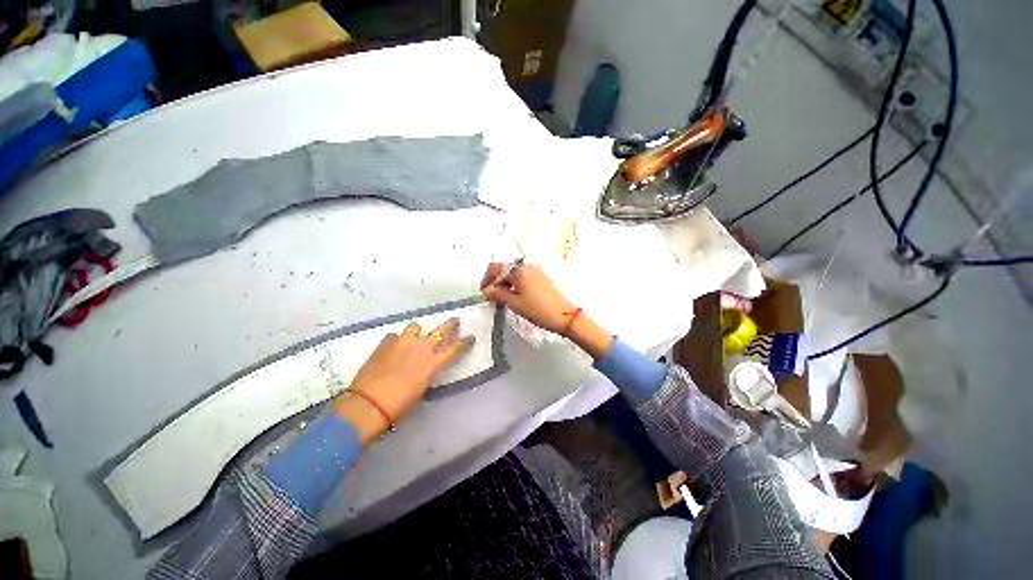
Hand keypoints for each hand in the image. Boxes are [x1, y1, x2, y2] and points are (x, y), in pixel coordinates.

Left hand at [331, 318, 473, 443]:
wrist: (369, 404)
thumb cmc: (400, 405)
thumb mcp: (422, 389)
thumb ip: (428, 372)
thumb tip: (427, 367)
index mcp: (433, 363)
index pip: (455, 348)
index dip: (465, 342)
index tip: (471, 337)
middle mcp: (421, 348)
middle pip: (441, 330)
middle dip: (450, 325)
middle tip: (455, 321)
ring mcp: (402, 342)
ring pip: (416, 327)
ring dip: (419, 330)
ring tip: (417, 333)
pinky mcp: (385, 343)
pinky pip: (395, 336)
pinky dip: (397, 339)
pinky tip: (395, 345)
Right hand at [479, 262, 576, 333]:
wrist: (565, 316)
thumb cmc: (538, 310)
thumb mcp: (514, 303)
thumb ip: (498, 294)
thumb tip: (487, 290)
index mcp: (519, 270)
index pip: (496, 268)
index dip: (487, 279)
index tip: (483, 292)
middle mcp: (527, 267)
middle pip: (505, 269)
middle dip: (495, 281)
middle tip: (490, 297)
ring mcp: (536, 272)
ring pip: (514, 274)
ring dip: (505, 284)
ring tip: (501, 299)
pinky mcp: (541, 278)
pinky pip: (523, 277)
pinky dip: (515, 285)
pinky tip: (513, 297)